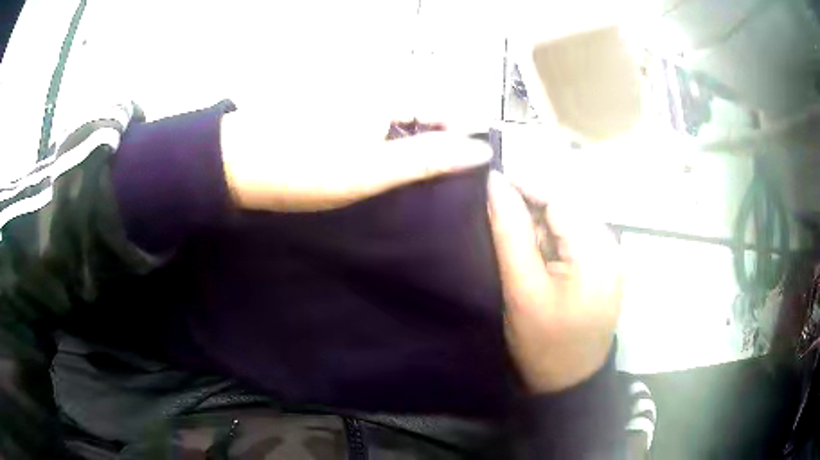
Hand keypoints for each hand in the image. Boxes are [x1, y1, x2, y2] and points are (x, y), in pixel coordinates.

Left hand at [220, 112, 490, 211]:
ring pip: (400, 122)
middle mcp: (373, 89)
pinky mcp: (334, 114)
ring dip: (413, 149)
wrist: (237, 166)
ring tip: (419, 185)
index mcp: (386, 94)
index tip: (471, 174)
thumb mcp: (371, 170)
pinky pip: (375, 128)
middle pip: (424, 114)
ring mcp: (351, 101)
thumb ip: (427, 158)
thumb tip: (480, 150)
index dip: (462, 138)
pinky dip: (386, 148)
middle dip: (439, 146)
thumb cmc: (304, 168)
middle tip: (445, 186)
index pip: (445, 108)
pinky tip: (384, 171)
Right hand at [487, 172, 621, 392]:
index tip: (490, 184)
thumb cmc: (545, 343)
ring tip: (516, 244)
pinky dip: (550, 238)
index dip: (525, 184)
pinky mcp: (602, 265)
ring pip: (568, 219)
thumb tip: (495, 184)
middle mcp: (610, 245)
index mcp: (596, 251)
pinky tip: (534, 255)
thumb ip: (510, 233)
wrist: (569, 381)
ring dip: (539, 223)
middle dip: (530, 206)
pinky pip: (573, 237)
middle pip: (566, 205)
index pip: (560, 197)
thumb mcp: (522, 289)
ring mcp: (609, 255)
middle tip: (496, 218)